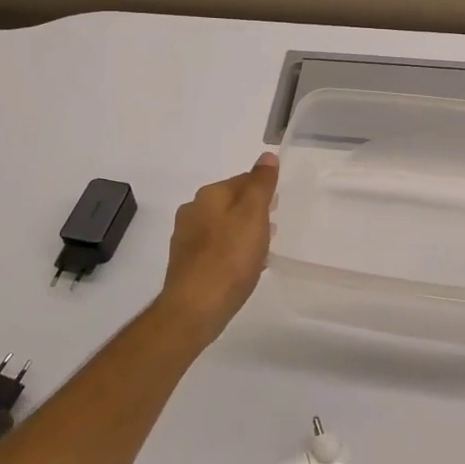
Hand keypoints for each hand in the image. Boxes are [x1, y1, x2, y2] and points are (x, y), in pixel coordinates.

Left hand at [160, 153, 278, 336]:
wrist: (196, 307)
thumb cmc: (230, 258)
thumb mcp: (253, 215)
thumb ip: (261, 184)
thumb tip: (266, 156)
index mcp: (208, 195)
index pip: (242, 180)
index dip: (263, 190)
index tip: (279, 204)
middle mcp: (192, 211)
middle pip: (230, 203)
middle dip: (252, 211)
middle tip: (274, 226)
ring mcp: (186, 239)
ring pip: (222, 227)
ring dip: (242, 232)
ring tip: (263, 248)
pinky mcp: (186, 264)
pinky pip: (215, 250)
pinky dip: (231, 252)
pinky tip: (244, 268)